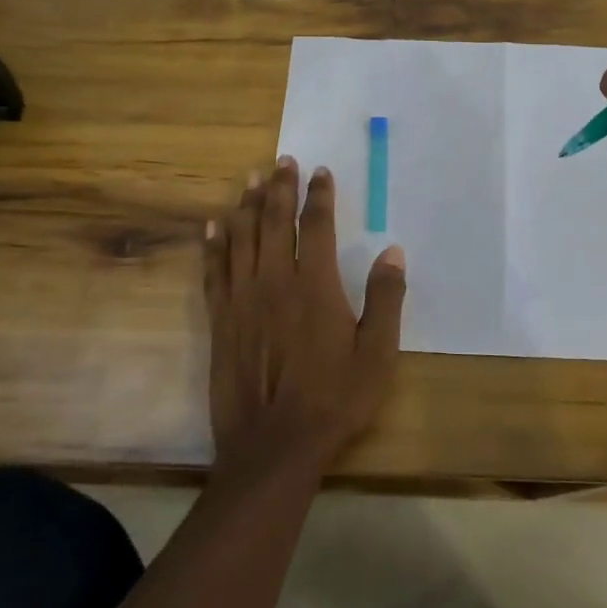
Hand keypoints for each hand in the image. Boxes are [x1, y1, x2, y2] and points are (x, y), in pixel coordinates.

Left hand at [203, 156, 406, 479]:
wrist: (274, 446)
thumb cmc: (334, 399)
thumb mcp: (377, 353)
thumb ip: (385, 298)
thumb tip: (393, 251)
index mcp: (314, 284)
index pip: (315, 225)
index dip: (318, 194)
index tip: (320, 171)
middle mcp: (274, 280)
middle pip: (273, 220)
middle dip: (279, 187)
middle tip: (282, 161)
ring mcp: (242, 298)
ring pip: (241, 237)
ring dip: (246, 204)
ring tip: (250, 178)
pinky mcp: (220, 319)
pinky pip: (214, 270)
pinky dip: (214, 244)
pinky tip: (213, 225)